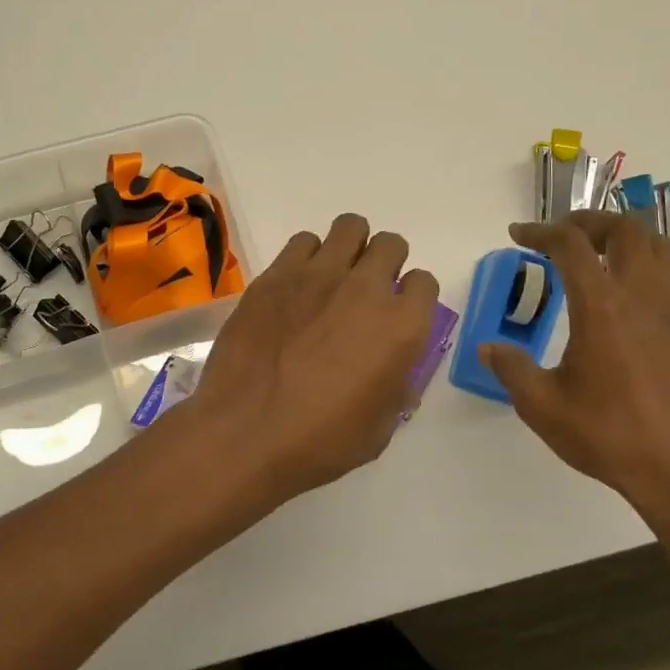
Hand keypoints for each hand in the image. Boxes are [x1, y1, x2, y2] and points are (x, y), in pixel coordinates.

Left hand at [186, 214, 438, 504]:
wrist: (245, 433)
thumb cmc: (320, 441)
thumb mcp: (380, 427)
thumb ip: (396, 386)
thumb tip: (394, 370)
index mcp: (401, 326)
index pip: (424, 282)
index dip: (412, 297)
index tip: (396, 315)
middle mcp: (366, 288)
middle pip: (390, 244)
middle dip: (384, 264)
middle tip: (364, 293)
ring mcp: (318, 275)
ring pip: (349, 228)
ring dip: (349, 249)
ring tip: (332, 279)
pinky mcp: (276, 274)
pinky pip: (303, 241)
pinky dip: (307, 257)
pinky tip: (296, 287)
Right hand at [480, 213, 669, 529]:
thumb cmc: (609, 436)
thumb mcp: (542, 406)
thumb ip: (511, 369)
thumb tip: (489, 347)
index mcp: (602, 308)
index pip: (571, 245)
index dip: (540, 231)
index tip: (517, 235)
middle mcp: (642, 298)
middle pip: (626, 229)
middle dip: (589, 220)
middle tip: (561, 235)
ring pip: (658, 248)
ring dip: (623, 237)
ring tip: (594, 254)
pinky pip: (668, 280)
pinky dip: (640, 269)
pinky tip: (619, 305)